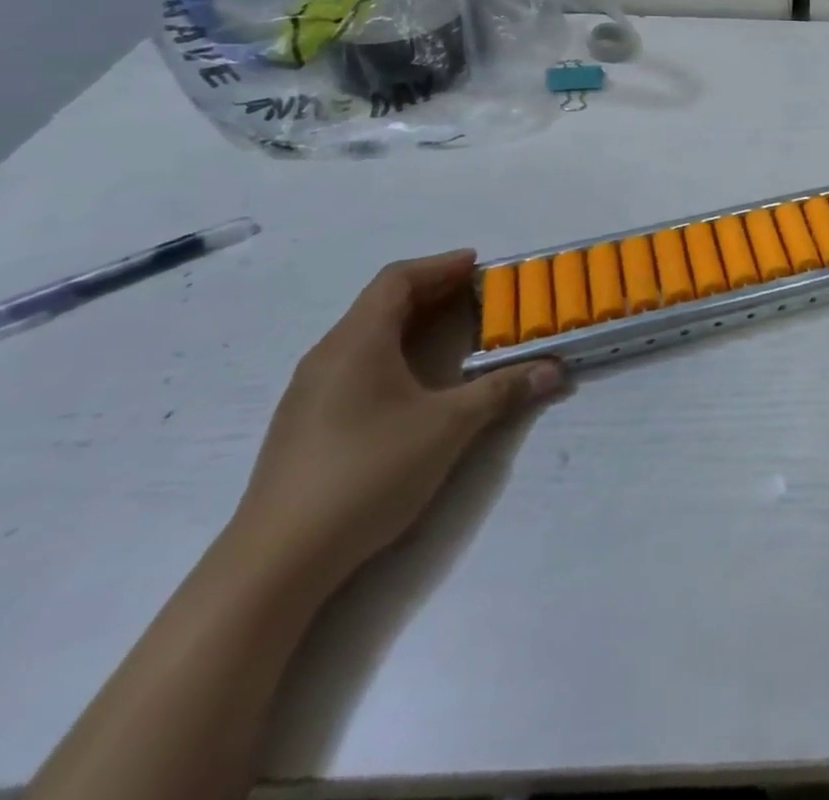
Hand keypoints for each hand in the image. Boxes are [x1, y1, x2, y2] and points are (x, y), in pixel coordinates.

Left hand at [230, 251, 563, 590]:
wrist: (276, 563)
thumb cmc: (367, 473)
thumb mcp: (448, 427)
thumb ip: (502, 391)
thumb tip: (553, 369)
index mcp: (357, 342)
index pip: (397, 280)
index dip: (440, 266)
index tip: (479, 265)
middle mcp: (328, 356)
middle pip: (381, 304)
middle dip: (433, 292)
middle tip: (479, 294)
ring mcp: (310, 392)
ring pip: (366, 335)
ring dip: (412, 323)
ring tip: (454, 331)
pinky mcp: (305, 424)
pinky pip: (355, 364)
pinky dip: (393, 351)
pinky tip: (414, 381)